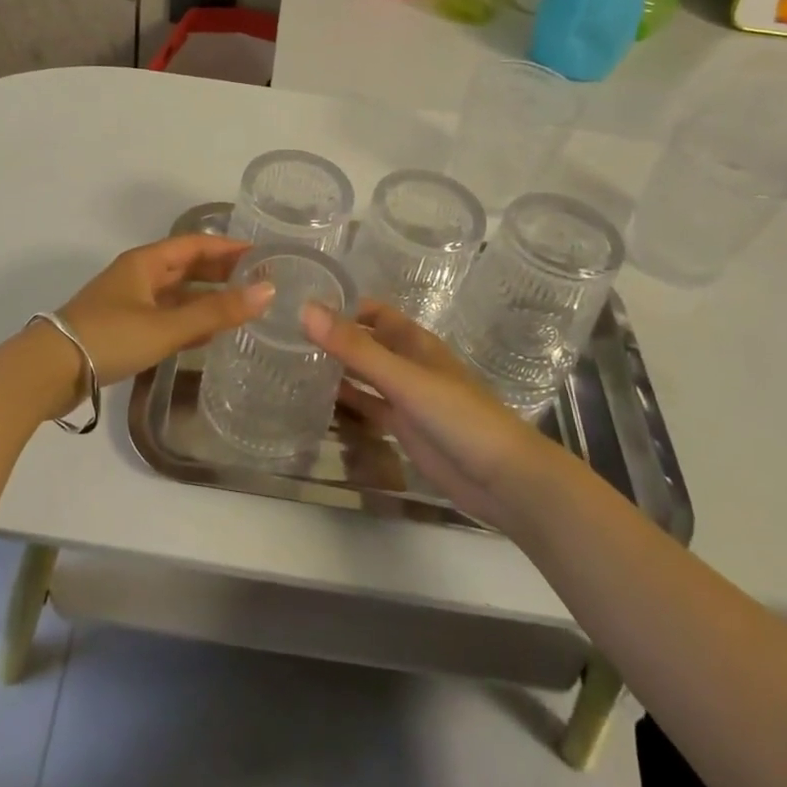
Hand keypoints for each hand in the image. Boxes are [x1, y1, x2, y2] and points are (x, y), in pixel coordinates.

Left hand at [49, 234, 271, 387]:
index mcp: (145, 262)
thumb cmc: (110, 337)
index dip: (228, 248)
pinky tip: (208, 333)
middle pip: (186, 266)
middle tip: (258, 282)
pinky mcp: (123, 327)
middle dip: (220, 272)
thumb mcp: (167, 326)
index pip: (195, 244)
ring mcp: (128, 302)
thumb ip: (216, 312)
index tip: (262, 255)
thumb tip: (268, 291)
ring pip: (176, 293)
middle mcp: (137, 275)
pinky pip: (165, 315)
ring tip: (242, 307)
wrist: (49, 370)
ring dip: (206, 298)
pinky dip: (188, 319)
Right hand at [302, 301, 556, 533]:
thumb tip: (306, 309)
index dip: (342, 307)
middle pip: (366, 343)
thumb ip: (355, 348)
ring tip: (290, 366)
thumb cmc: (458, 416)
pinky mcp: (404, 428)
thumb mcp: (403, 378)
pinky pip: (369, 408)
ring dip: (336, 371)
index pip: (373, 312)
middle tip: (284, 338)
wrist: (503, 479)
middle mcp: (408, 363)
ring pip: (364, 376)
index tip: (300, 307)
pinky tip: (316, 404)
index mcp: (414, 341)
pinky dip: (347, 403)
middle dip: (333, 339)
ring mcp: (406, 397)